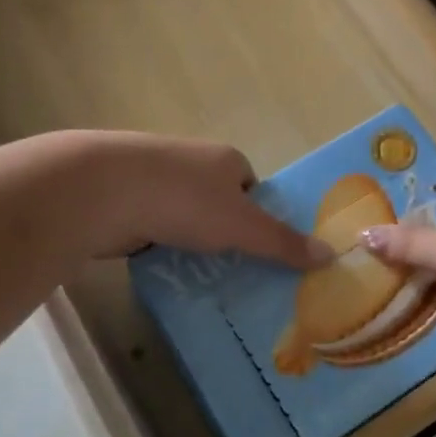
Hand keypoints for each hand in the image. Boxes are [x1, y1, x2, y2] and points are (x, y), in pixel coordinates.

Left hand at [79, 132, 328, 268]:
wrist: (104, 190)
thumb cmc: (184, 200)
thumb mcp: (242, 226)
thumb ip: (283, 242)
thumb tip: (331, 254)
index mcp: (224, 158)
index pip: (250, 185)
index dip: (257, 216)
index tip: (259, 250)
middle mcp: (191, 162)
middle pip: (217, 201)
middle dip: (224, 234)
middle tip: (235, 272)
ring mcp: (154, 178)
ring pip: (183, 216)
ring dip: (191, 242)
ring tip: (200, 278)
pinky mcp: (126, 199)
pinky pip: (154, 226)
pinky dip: (160, 246)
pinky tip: (163, 270)